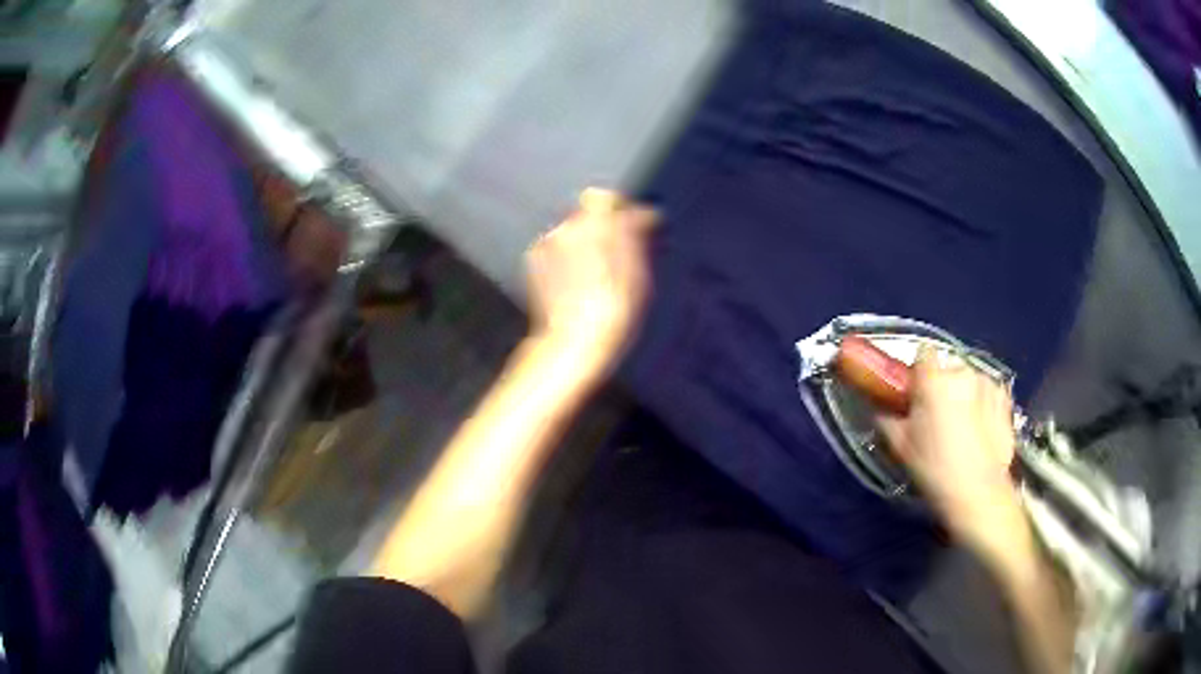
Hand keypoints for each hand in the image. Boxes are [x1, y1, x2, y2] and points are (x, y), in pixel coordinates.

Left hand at [526, 188, 656, 377]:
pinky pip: (553, 247)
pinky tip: (572, 281)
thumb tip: (642, 213)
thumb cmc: (617, 307)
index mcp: (599, 222)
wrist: (576, 338)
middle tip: (614, 253)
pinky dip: (562, 257)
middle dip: (600, 227)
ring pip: (569, 230)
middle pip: (586, 213)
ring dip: (580, 242)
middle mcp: (569, 224)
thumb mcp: (640, 269)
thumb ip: (637, 232)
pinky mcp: (532, 258)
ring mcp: (547, 241)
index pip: (607, 198)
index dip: (619, 210)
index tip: (630, 226)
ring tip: (592, 272)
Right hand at [876, 348, 1026, 560]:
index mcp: (934, 380)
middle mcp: (962, 373)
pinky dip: (982, 403)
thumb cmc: (935, 469)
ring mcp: (988, 383)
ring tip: (961, 425)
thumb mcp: (902, 448)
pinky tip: (980, 429)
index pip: (923, 352)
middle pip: (947, 368)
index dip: (918, 370)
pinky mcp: (1005, 399)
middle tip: (936, 415)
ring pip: (969, 380)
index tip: (914, 391)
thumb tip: (880, 410)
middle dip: (942, 385)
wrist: (979, 493)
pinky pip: (988, 392)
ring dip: (963, 394)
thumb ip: (887, 420)